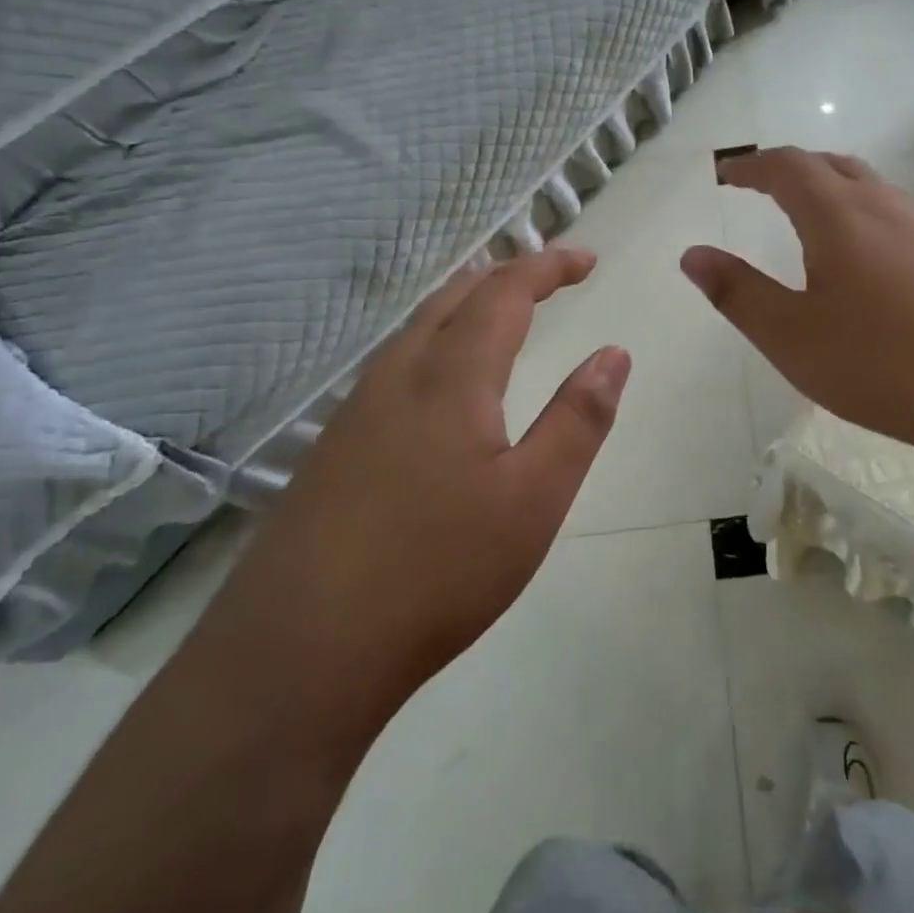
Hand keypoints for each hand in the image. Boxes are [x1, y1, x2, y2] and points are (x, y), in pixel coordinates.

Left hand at [192, 247, 628, 737]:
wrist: (299, 652)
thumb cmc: (437, 570)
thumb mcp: (534, 498)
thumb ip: (578, 419)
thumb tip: (614, 353)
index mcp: (451, 376)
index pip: (504, 291)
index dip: (548, 265)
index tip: (587, 260)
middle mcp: (398, 375)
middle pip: (453, 295)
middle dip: (506, 274)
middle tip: (549, 277)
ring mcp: (356, 409)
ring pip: (418, 328)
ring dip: (466, 305)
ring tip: (500, 313)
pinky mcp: (333, 446)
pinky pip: (395, 364)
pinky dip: (436, 342)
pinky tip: (441, 385)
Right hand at [681, 148, 913, 469]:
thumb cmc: (883, 363)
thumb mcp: (792, 336)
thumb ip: (737, 292)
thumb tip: (693, 256)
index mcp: (839, 214)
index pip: (787, 166)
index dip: (751, 166)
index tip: (728, 175)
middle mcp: (888, 205)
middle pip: (833, 166)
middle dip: (793, 170)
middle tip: (766, 189)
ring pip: (873, 191)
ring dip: (835, 193)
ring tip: (814, 224)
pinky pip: (903, 220)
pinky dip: (870, 222)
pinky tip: (874, 268)